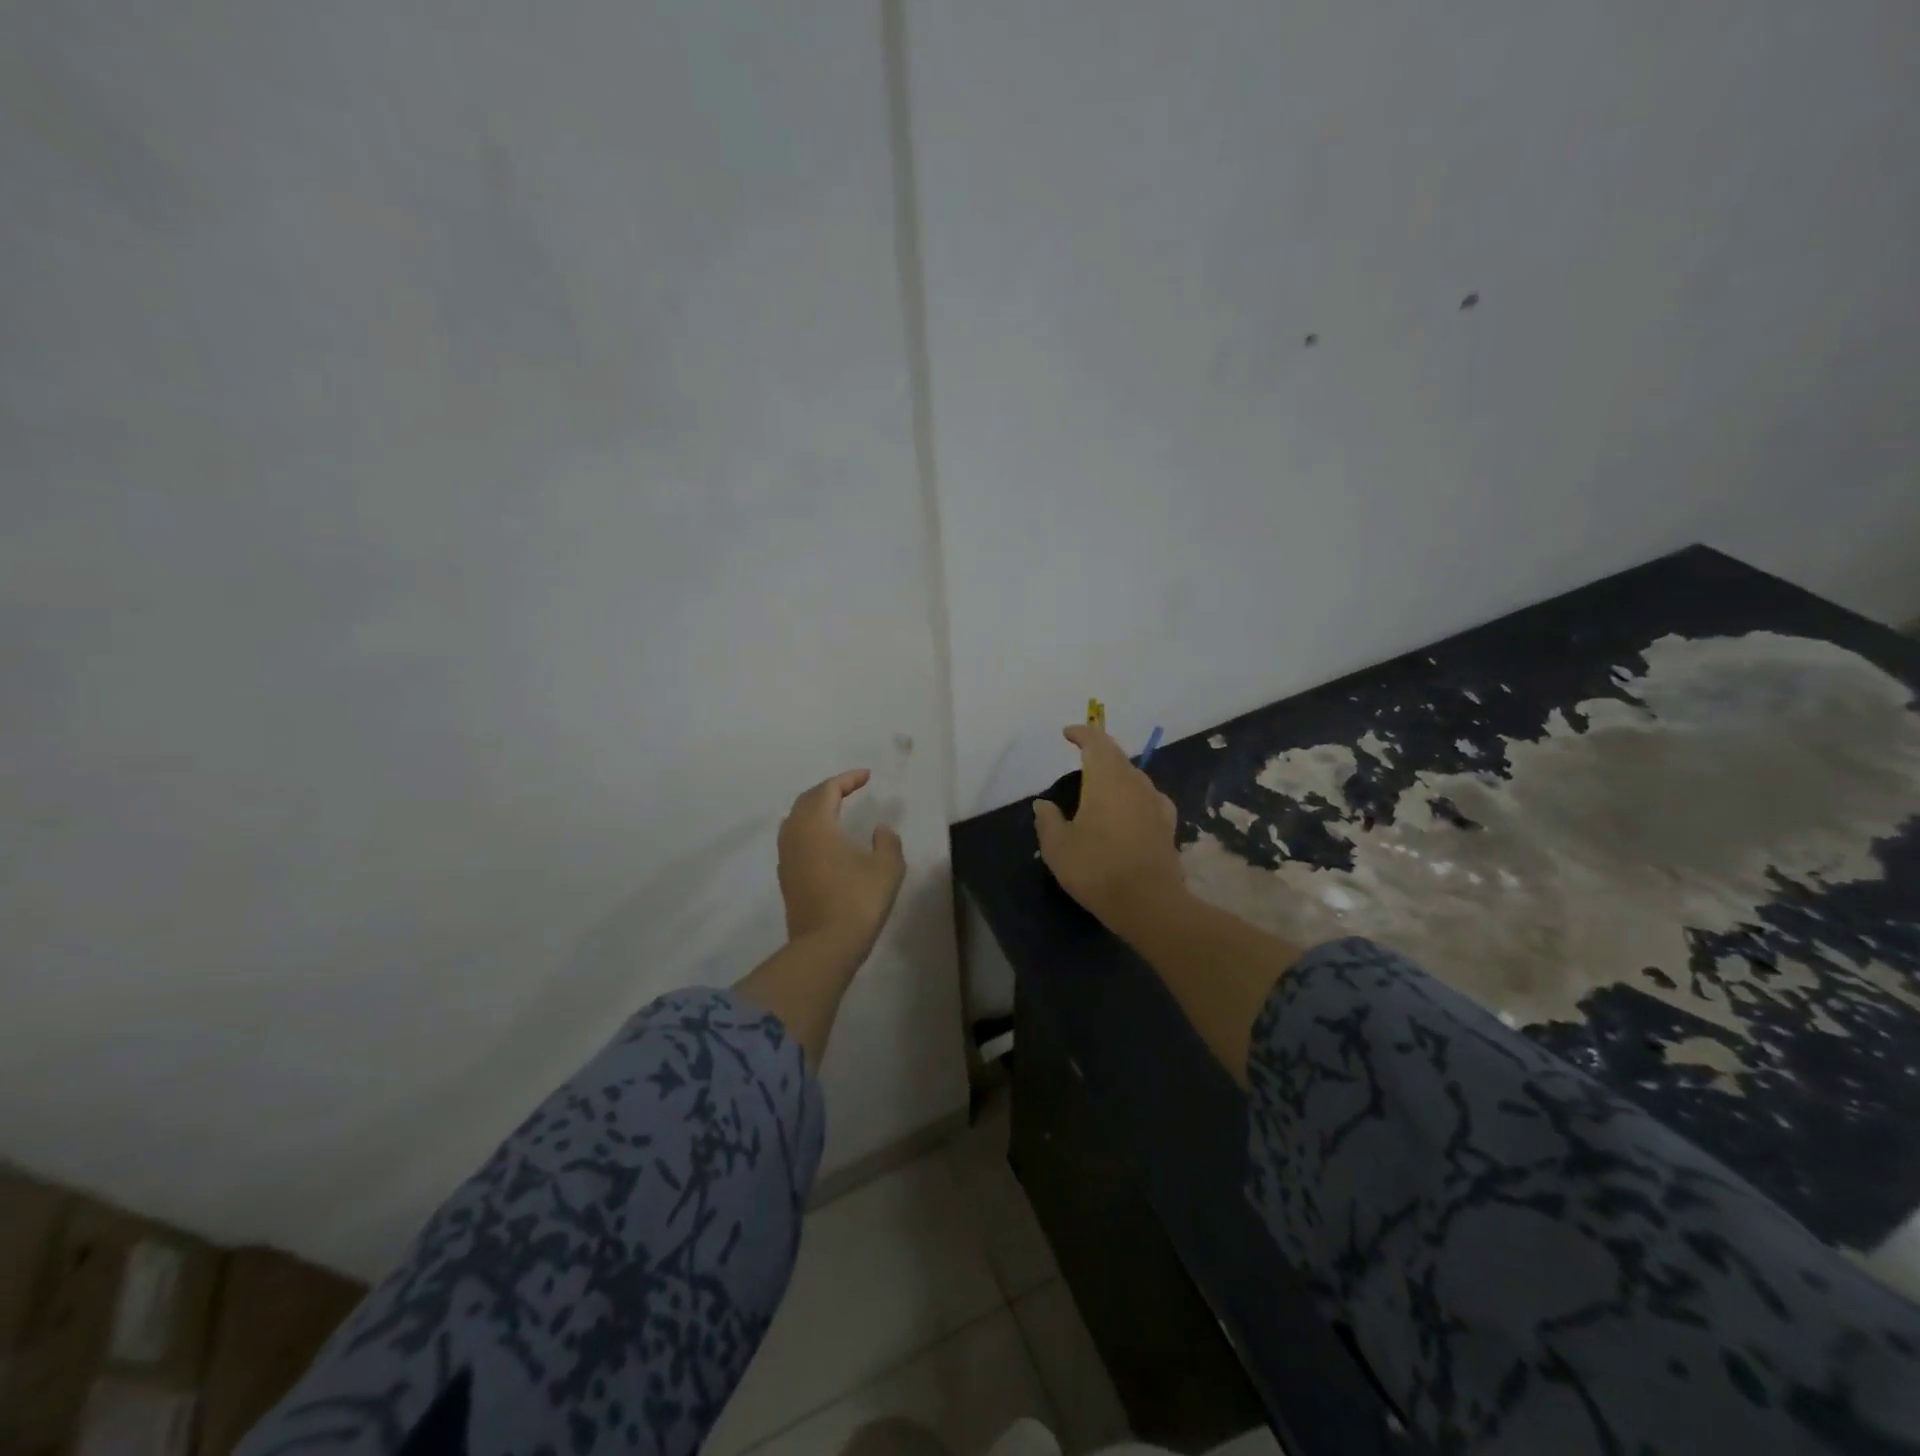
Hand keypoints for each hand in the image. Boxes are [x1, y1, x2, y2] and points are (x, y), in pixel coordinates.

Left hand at [777, 768, 907, 961]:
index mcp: (816, 825)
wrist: (824, 947)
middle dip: (828, 790)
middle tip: (850, 788)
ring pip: (796, 820)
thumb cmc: (858, 901)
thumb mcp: (887, 867)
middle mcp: (795, 835)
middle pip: (807, 801)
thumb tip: (879, 830)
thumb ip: (887, 842)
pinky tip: (825, 841)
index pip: (828, 789)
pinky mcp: (786, 878)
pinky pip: (794, 840)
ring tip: (836, 810)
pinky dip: (809, 830)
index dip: (848, 779)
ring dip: (815, 809)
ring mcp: (786, 857)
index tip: (867, 776)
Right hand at [1033, 724, 1185, 927]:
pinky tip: (1128, 809)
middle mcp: (1135, 783)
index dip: (1082, 733)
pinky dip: (1133, 795)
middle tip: (1081, 756)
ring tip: (1100, 786)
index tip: (1068, 733)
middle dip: (1098, 751)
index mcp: (1107, 780)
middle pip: (1117, 756)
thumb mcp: (1058, 847)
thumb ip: (1048, 820)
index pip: (1096, 743)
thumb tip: (1043, 803)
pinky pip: (1147, 797)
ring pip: (1134, 776)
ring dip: (1116, 773)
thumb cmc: (1097, 869)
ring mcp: (1155, 803)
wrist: (1149, 904)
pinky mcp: (1167, 824)